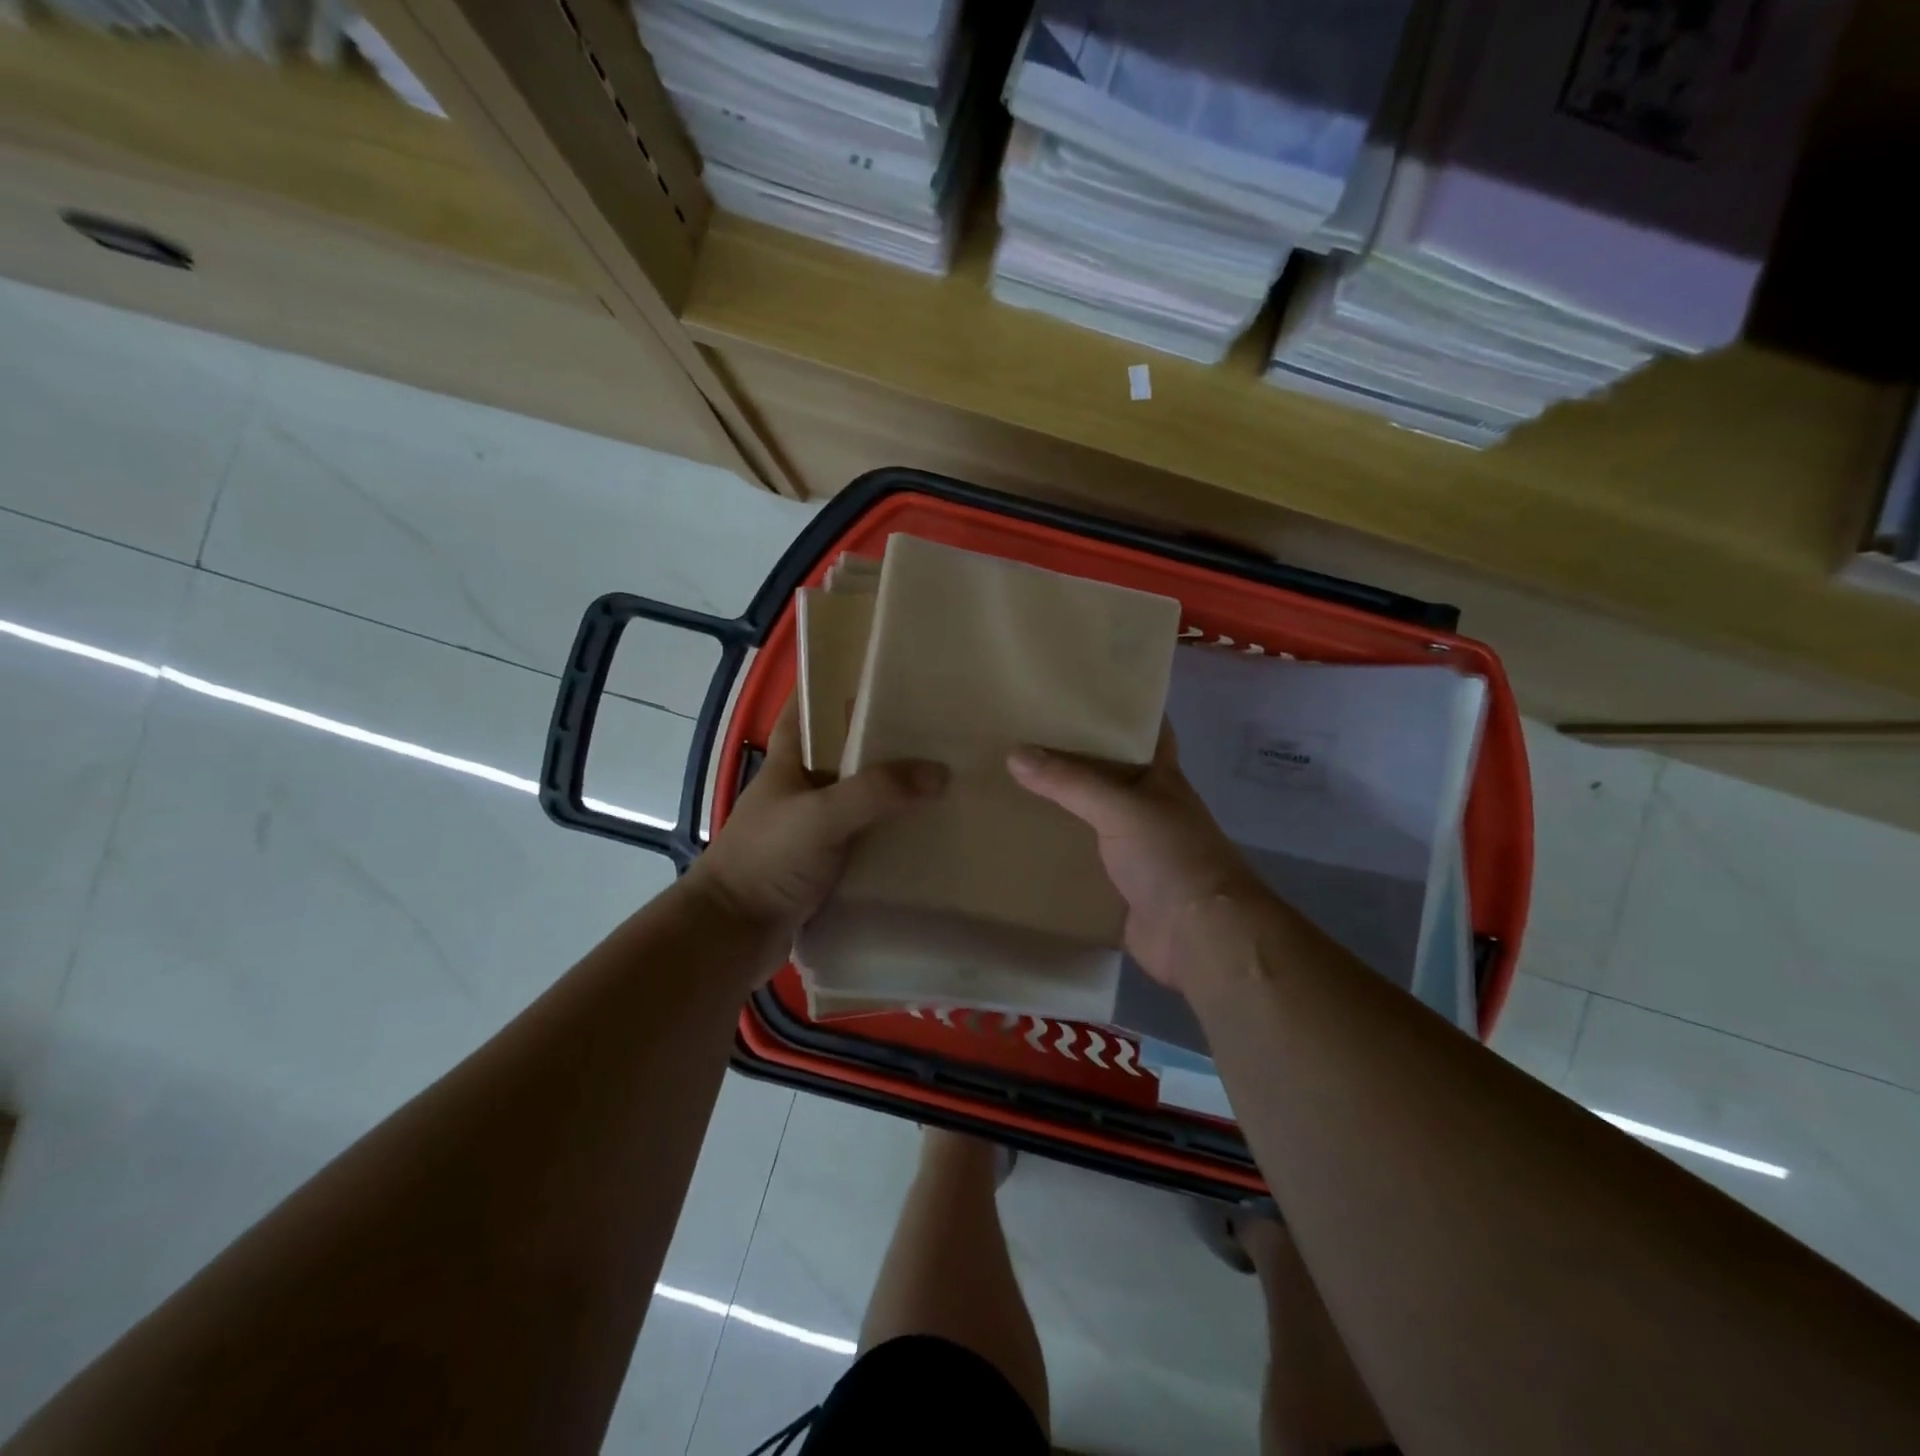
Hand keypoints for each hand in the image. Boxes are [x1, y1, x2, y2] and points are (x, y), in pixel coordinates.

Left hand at [687, 695, 946, 937]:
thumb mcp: (821, 815)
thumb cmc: (767, 859)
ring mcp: (813, 827)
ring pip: (860, 797)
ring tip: (946, 775)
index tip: (879, 670)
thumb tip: (940, 773)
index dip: (835, 684)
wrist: (734, 934)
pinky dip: (891, 832)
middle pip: (845, 751)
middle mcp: (801, 788)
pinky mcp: (826, 863)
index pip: (808, 707)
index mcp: (789, 761)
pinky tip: (928, 831)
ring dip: (893, 790)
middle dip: (883, 738)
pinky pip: (866, 837)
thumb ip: (877, 791)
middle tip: (937, 726)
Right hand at [1007, 722, 1270, 996]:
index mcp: (1159, 777)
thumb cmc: (1171, 856)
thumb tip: (1015, 755)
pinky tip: (1018, 840)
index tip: (1071, 695)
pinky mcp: (1116, 883)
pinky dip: (1054, 851)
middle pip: (1105, 774)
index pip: (1141, 731)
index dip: (1114, 711)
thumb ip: (1069, 781)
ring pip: (1088, 817)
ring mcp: (1132, 846)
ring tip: (1006, 784)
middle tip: (1018, 738)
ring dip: (1057, 807)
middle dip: (1069, 759)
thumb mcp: (1121, 807)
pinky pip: (1079, 859)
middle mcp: (1146, 806)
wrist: (1198, 936)